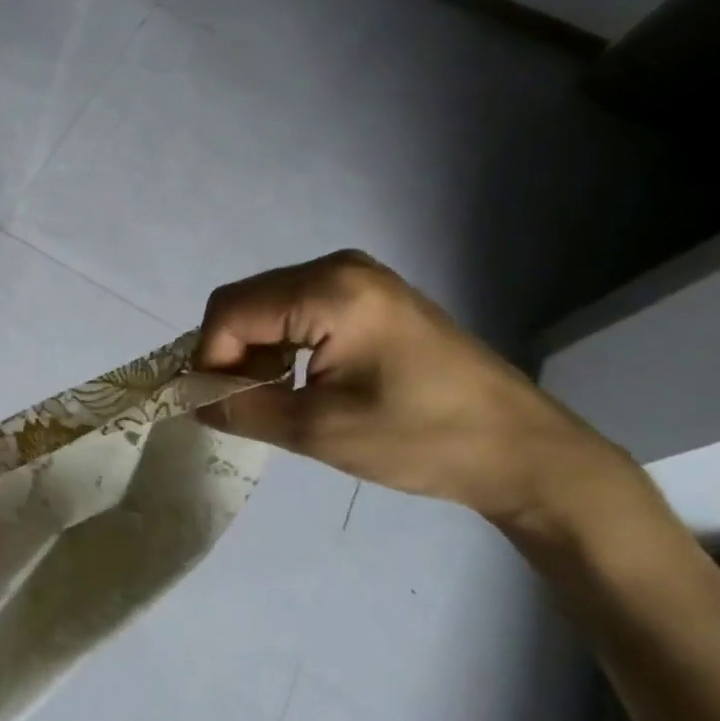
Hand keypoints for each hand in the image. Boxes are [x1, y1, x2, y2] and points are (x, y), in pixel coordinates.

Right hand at [196, 250, 623, 524]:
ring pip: (269, 304)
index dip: (210, 357)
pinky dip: (283, 343)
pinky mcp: (371, 294)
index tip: (215, 405)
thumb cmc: (424, 439)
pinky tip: (300, 380)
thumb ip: (244, 409)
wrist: (527, 453)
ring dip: (255, 349)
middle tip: (241, 404)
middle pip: (246, 301)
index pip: (231, 310)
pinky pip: (299, 308)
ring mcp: (358, 277)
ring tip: (271, 397)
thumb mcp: (320, 431)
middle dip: (230, 352)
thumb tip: (192, 400)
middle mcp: (338, 267)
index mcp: (329, 289)